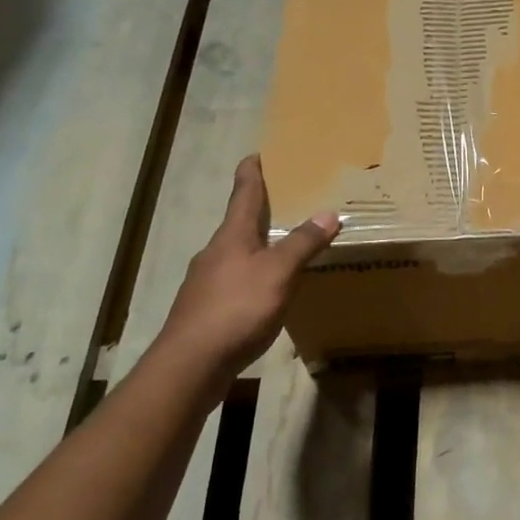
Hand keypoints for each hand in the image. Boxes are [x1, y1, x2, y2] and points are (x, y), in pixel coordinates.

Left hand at [153, 155, 339, 378]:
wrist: (190, 365)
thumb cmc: (236, 308)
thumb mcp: (278, 273)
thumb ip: (303, 243)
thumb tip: (329, 212)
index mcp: (232, 236)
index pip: (243, 193)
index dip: (251, 172)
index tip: (257, 153)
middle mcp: (215, 252)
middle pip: (239, 222)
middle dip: (260, 209)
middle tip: (286, 199)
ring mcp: (207, 281)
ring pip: (237, 252)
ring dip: (259, 244)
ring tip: (284, 244)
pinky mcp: (206, 309)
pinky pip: (236, 280)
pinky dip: (254, 274)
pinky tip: (267, 290)